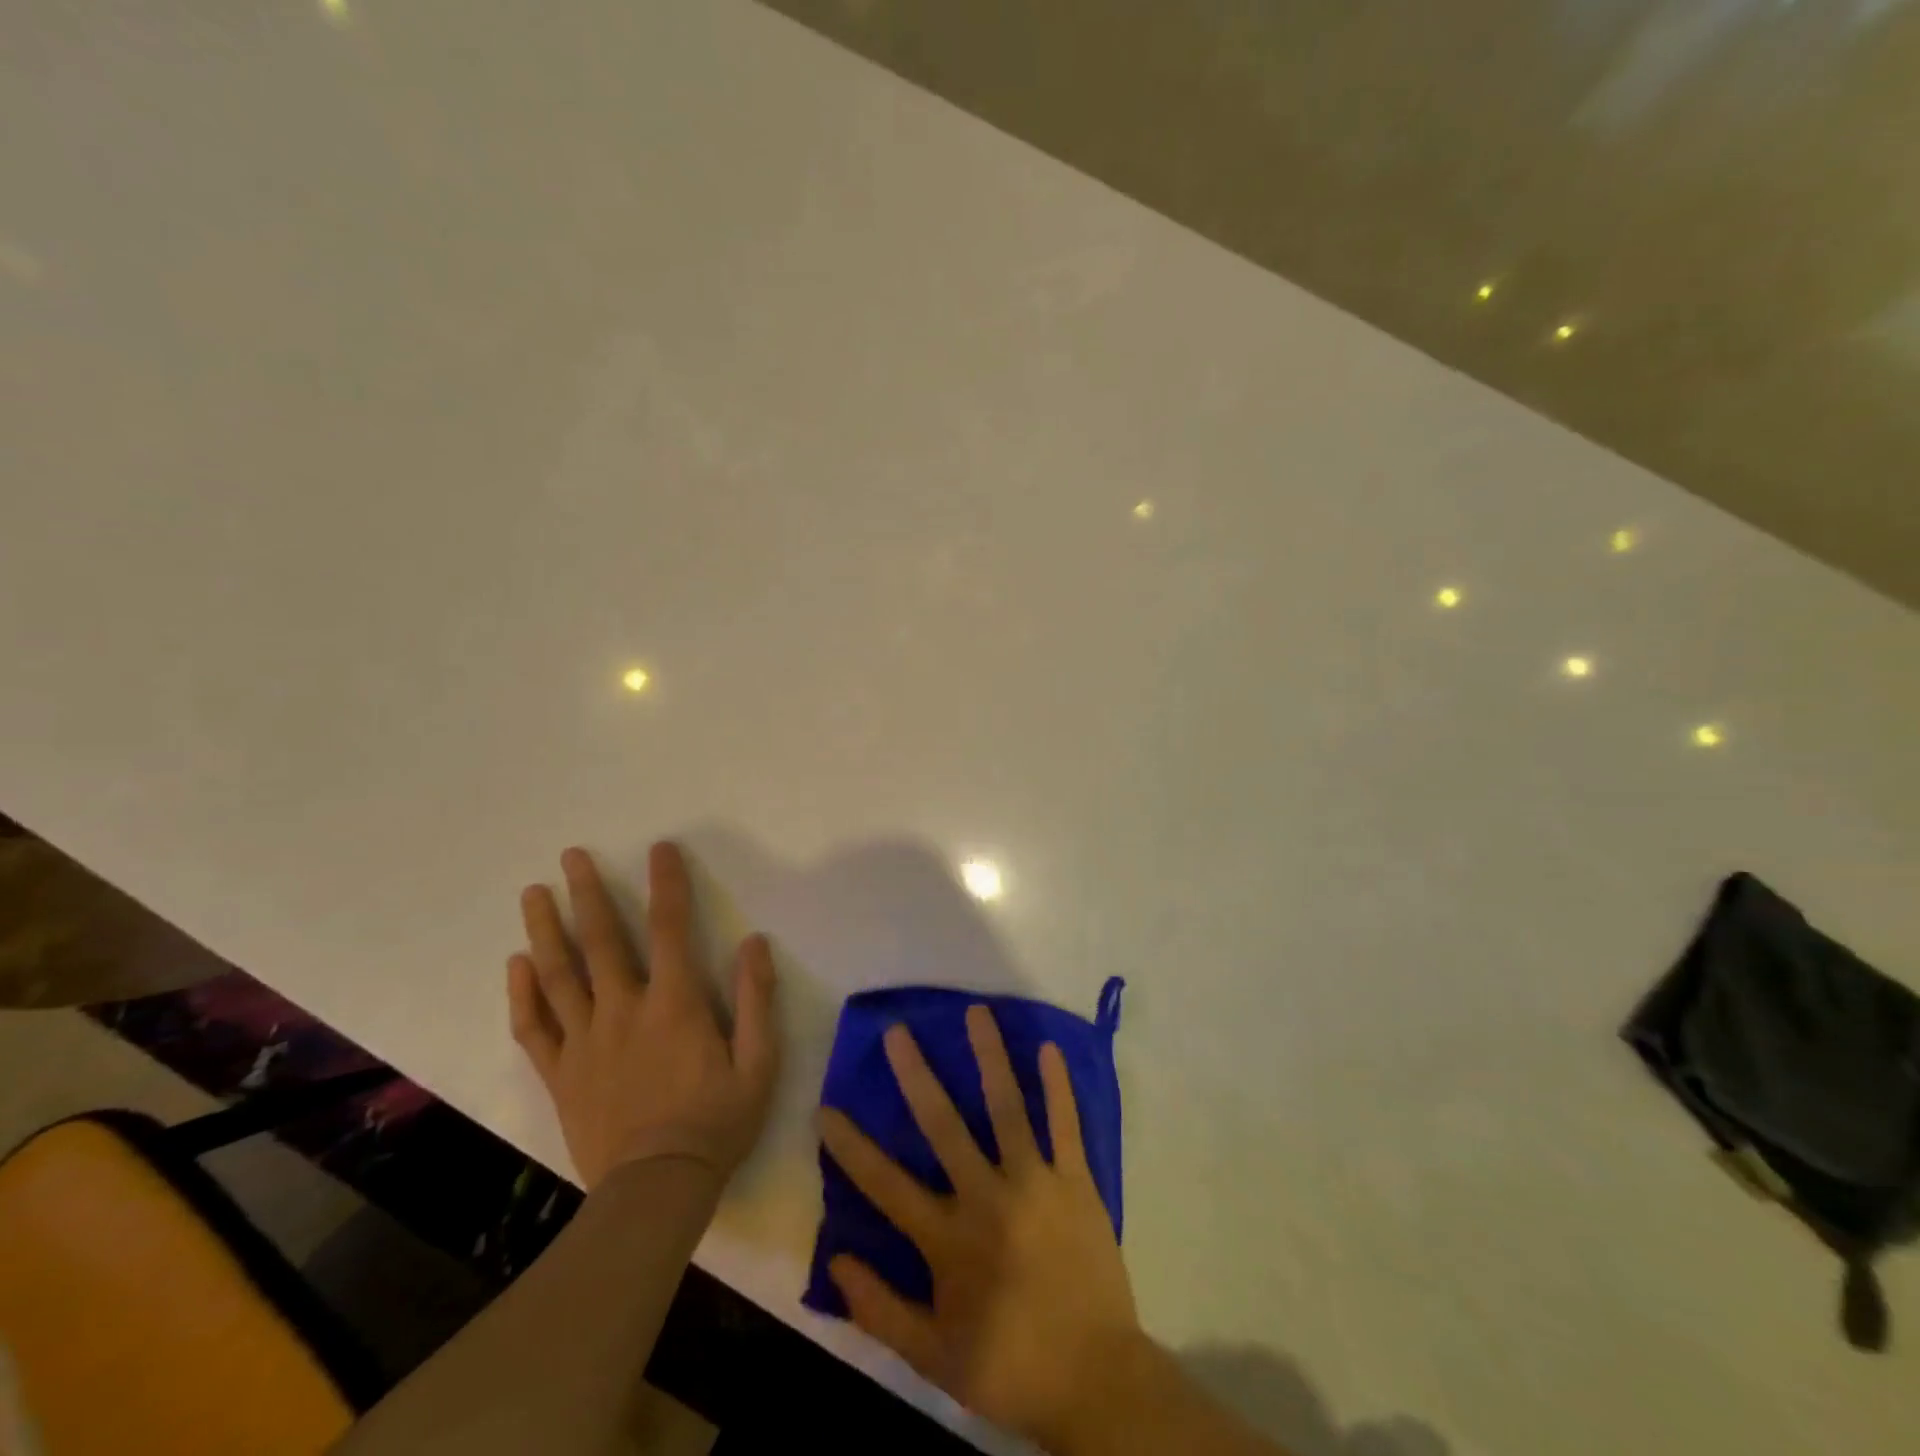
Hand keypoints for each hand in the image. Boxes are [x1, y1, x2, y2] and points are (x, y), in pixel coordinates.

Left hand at [507, 842, 778, 1189]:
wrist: (656, 1190)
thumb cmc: (717, 1122)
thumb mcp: (759, 1062)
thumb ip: (757, 999)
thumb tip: (754, 942)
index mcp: (674, 1004)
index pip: (670, 929)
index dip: (666, 884)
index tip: (659, 849)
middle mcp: (623, 1011)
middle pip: (600, 942)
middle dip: (586, 894)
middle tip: (570, 856)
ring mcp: (585, 1042)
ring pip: (558, 976)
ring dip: (544, 930)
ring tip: (533, 894)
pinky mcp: (561, 1074)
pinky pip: (534, 1028)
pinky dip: (521, 994)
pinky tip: (515, 965)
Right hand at [819, 1006, 1141, 1448]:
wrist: (1096, 1382)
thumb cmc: (1008, 1366)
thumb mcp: (932, 1356)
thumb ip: (880, 1309)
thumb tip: (835, 1261)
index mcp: (949, 1240)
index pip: (886, 1185)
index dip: (851, 1147)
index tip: (826, 1108)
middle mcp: (988, 1198)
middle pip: (944, 1127)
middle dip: (917, 1077)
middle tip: (897, 1032)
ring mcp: (1036, 1183)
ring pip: (1007, 1108)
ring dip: (990, 1057)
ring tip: (976, 1012)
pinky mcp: (1077, 1182)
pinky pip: (1066, 1126)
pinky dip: (1058, 1086)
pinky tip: (1048, 1047)